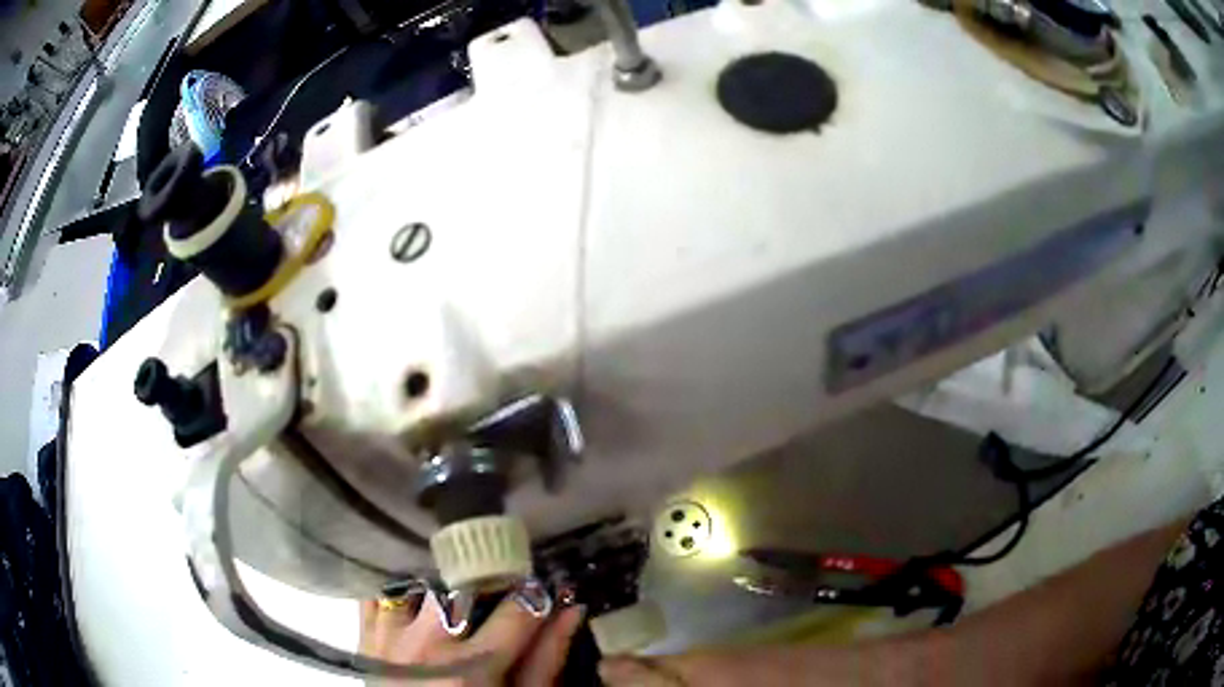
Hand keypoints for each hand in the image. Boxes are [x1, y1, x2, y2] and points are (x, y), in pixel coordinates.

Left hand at [360, 592, 583, 685]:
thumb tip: (571, 611)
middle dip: (485, 585)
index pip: (517, 609)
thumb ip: (547, 659)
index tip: (538, 595)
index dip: (535, 597)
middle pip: (463, 587)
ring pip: (418, 582)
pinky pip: (376, 594)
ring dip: (441, 586)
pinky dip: (398, 590)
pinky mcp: (364, 636)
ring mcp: (389, 635)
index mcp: (474, 666)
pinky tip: (415, 599)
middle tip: (495, 596)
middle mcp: (427, 643)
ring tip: (454, 601)